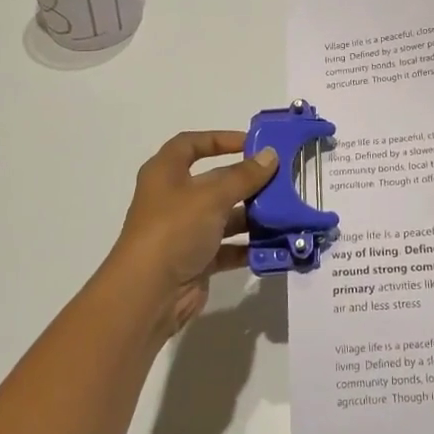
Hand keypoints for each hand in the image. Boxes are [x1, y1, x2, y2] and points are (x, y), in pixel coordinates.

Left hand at [105, 131, 278, 337]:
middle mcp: (174, 199)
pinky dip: (249, 246)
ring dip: (252, 215)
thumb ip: (244, 176)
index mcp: (166, 173)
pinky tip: (275, 244)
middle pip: (214, 181)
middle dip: (246, 181)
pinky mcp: (196, 260)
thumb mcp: (212, 196)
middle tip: (281, 179)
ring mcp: (184, 231)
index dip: (219, 139)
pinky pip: (228, 247)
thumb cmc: (174, 230)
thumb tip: (270, 155)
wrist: (149, 294)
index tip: (252, 143)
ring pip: (224, 216)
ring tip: (285, 211)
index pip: (190, 144)